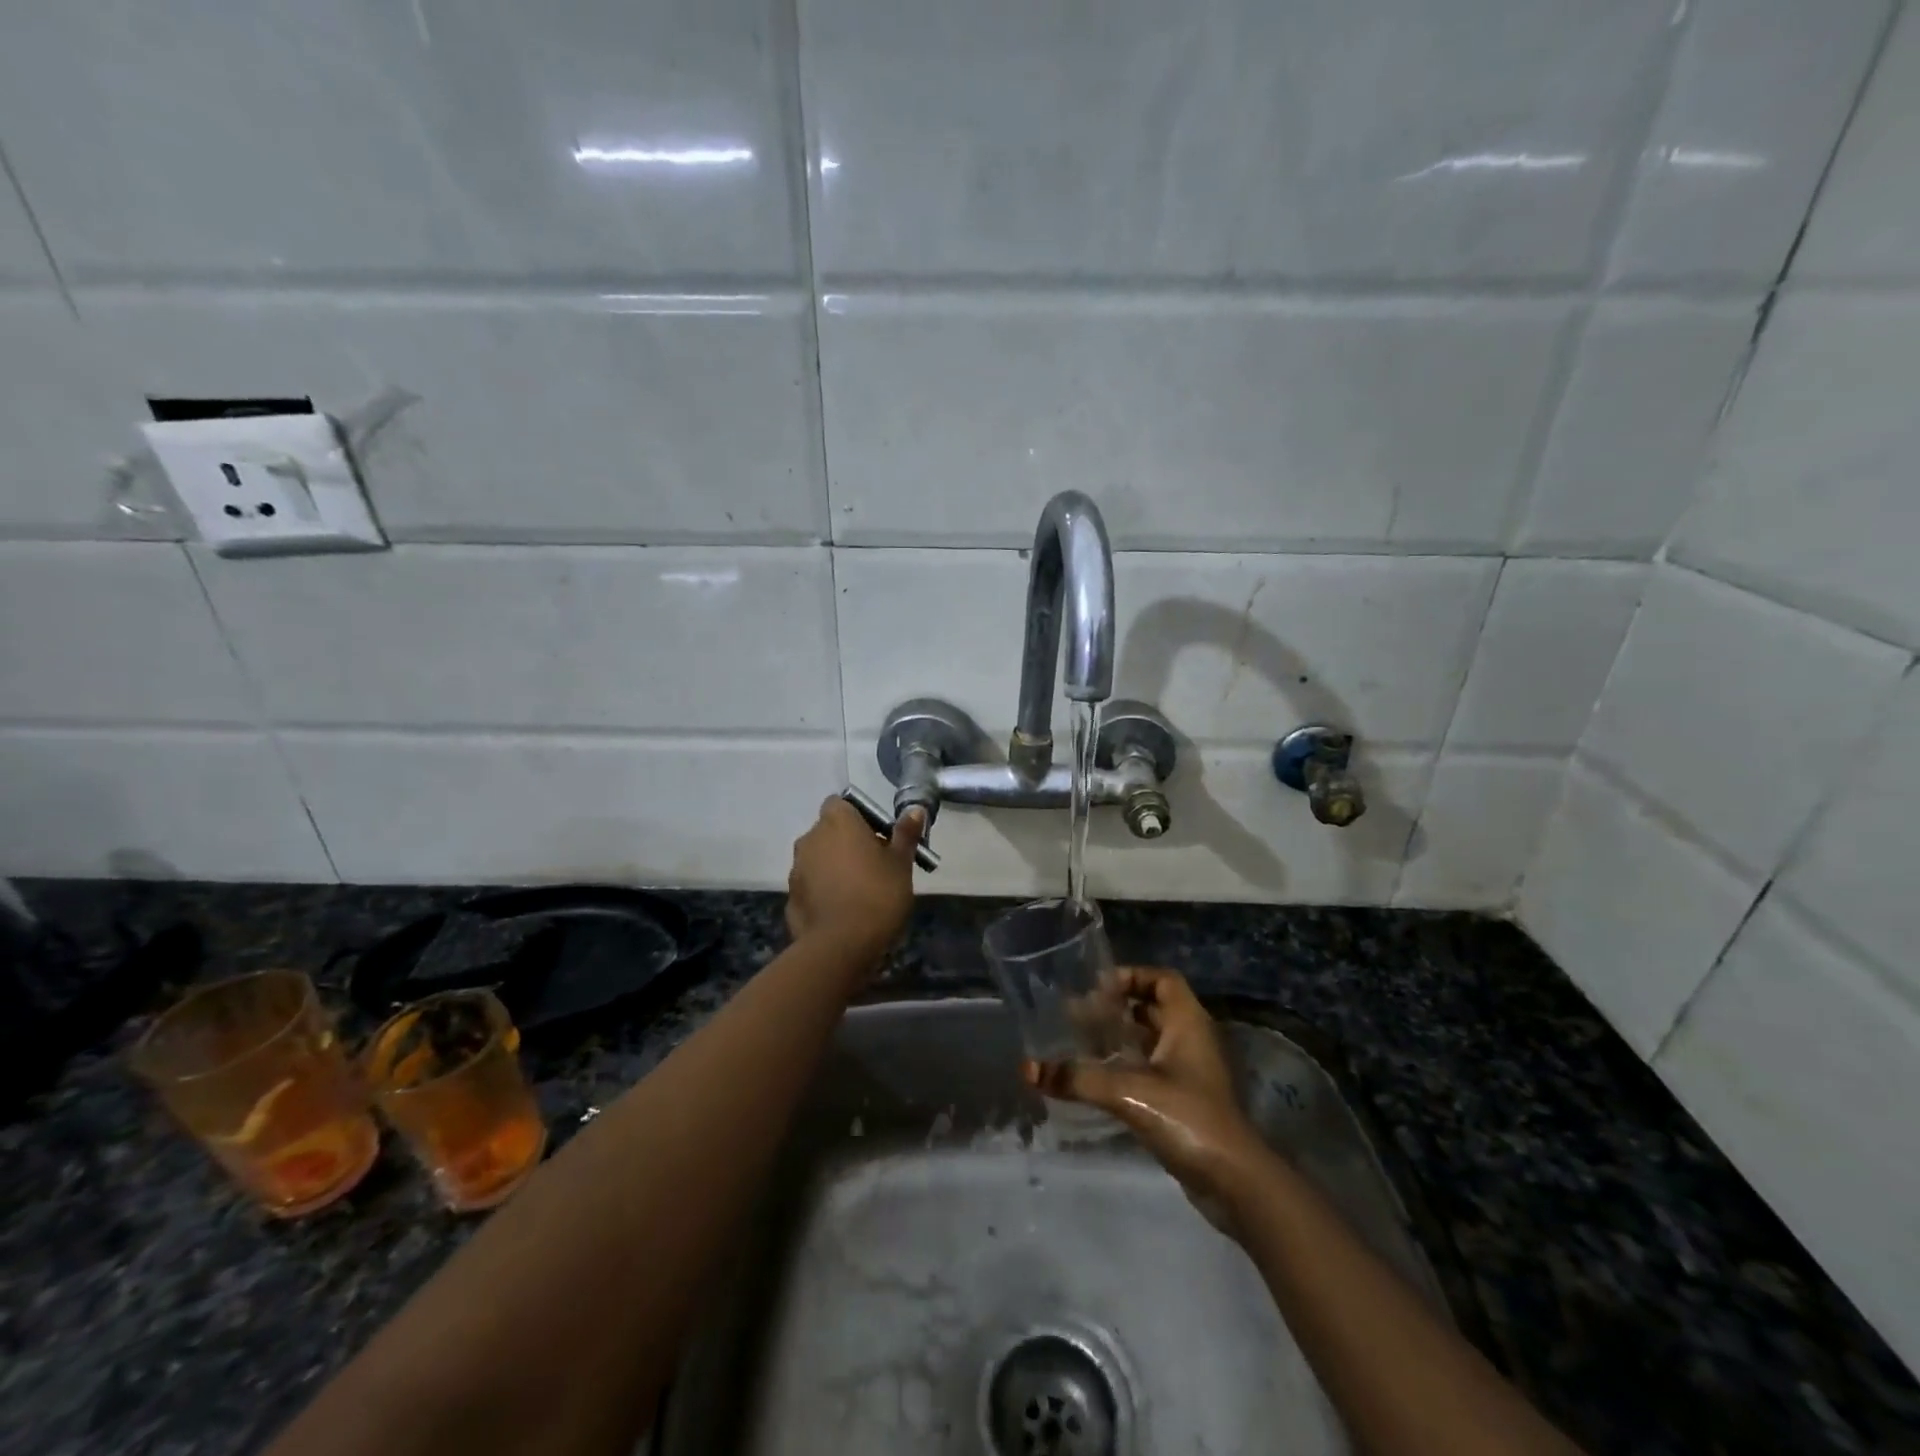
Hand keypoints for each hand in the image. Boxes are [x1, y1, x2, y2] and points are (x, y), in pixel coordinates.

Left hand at [785, 797, 923, 968]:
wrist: (840, 946)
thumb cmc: (877, 895)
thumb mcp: (901, 863)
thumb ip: (905, 834)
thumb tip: (915, 809)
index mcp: (837, 822)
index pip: (841, 804)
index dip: (859, 817)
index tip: (878, 838)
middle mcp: (810, 838)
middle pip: (829, 831)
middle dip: (848, 843)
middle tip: (874, 866)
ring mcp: (796, 868)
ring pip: (819, 858)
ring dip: (835, 867)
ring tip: (859, 892)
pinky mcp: (790, 897)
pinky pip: (811, 885)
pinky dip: (824, 891)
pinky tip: (843, 911)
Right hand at [1025, 968, 1264, 1205]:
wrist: (1235, 1181)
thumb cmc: (1188, 1118)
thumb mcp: (1129, 1091)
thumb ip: (1078, 1078)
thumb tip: (1028, 1068)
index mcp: (1188, 1022)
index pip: (1163, 979)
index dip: (1132, 976)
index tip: (1097, 988)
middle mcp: (1193, 1040)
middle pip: (1154, 1008)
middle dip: (1118, 1008)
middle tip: (1080, 1014)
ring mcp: (1192, 1072)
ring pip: (1153, 1040)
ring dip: (1122, 1038)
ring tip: (1083, 1042)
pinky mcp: (1187, 1101)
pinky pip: (1154, 1069)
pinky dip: (1128, 1066)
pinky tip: (1100, 1078)